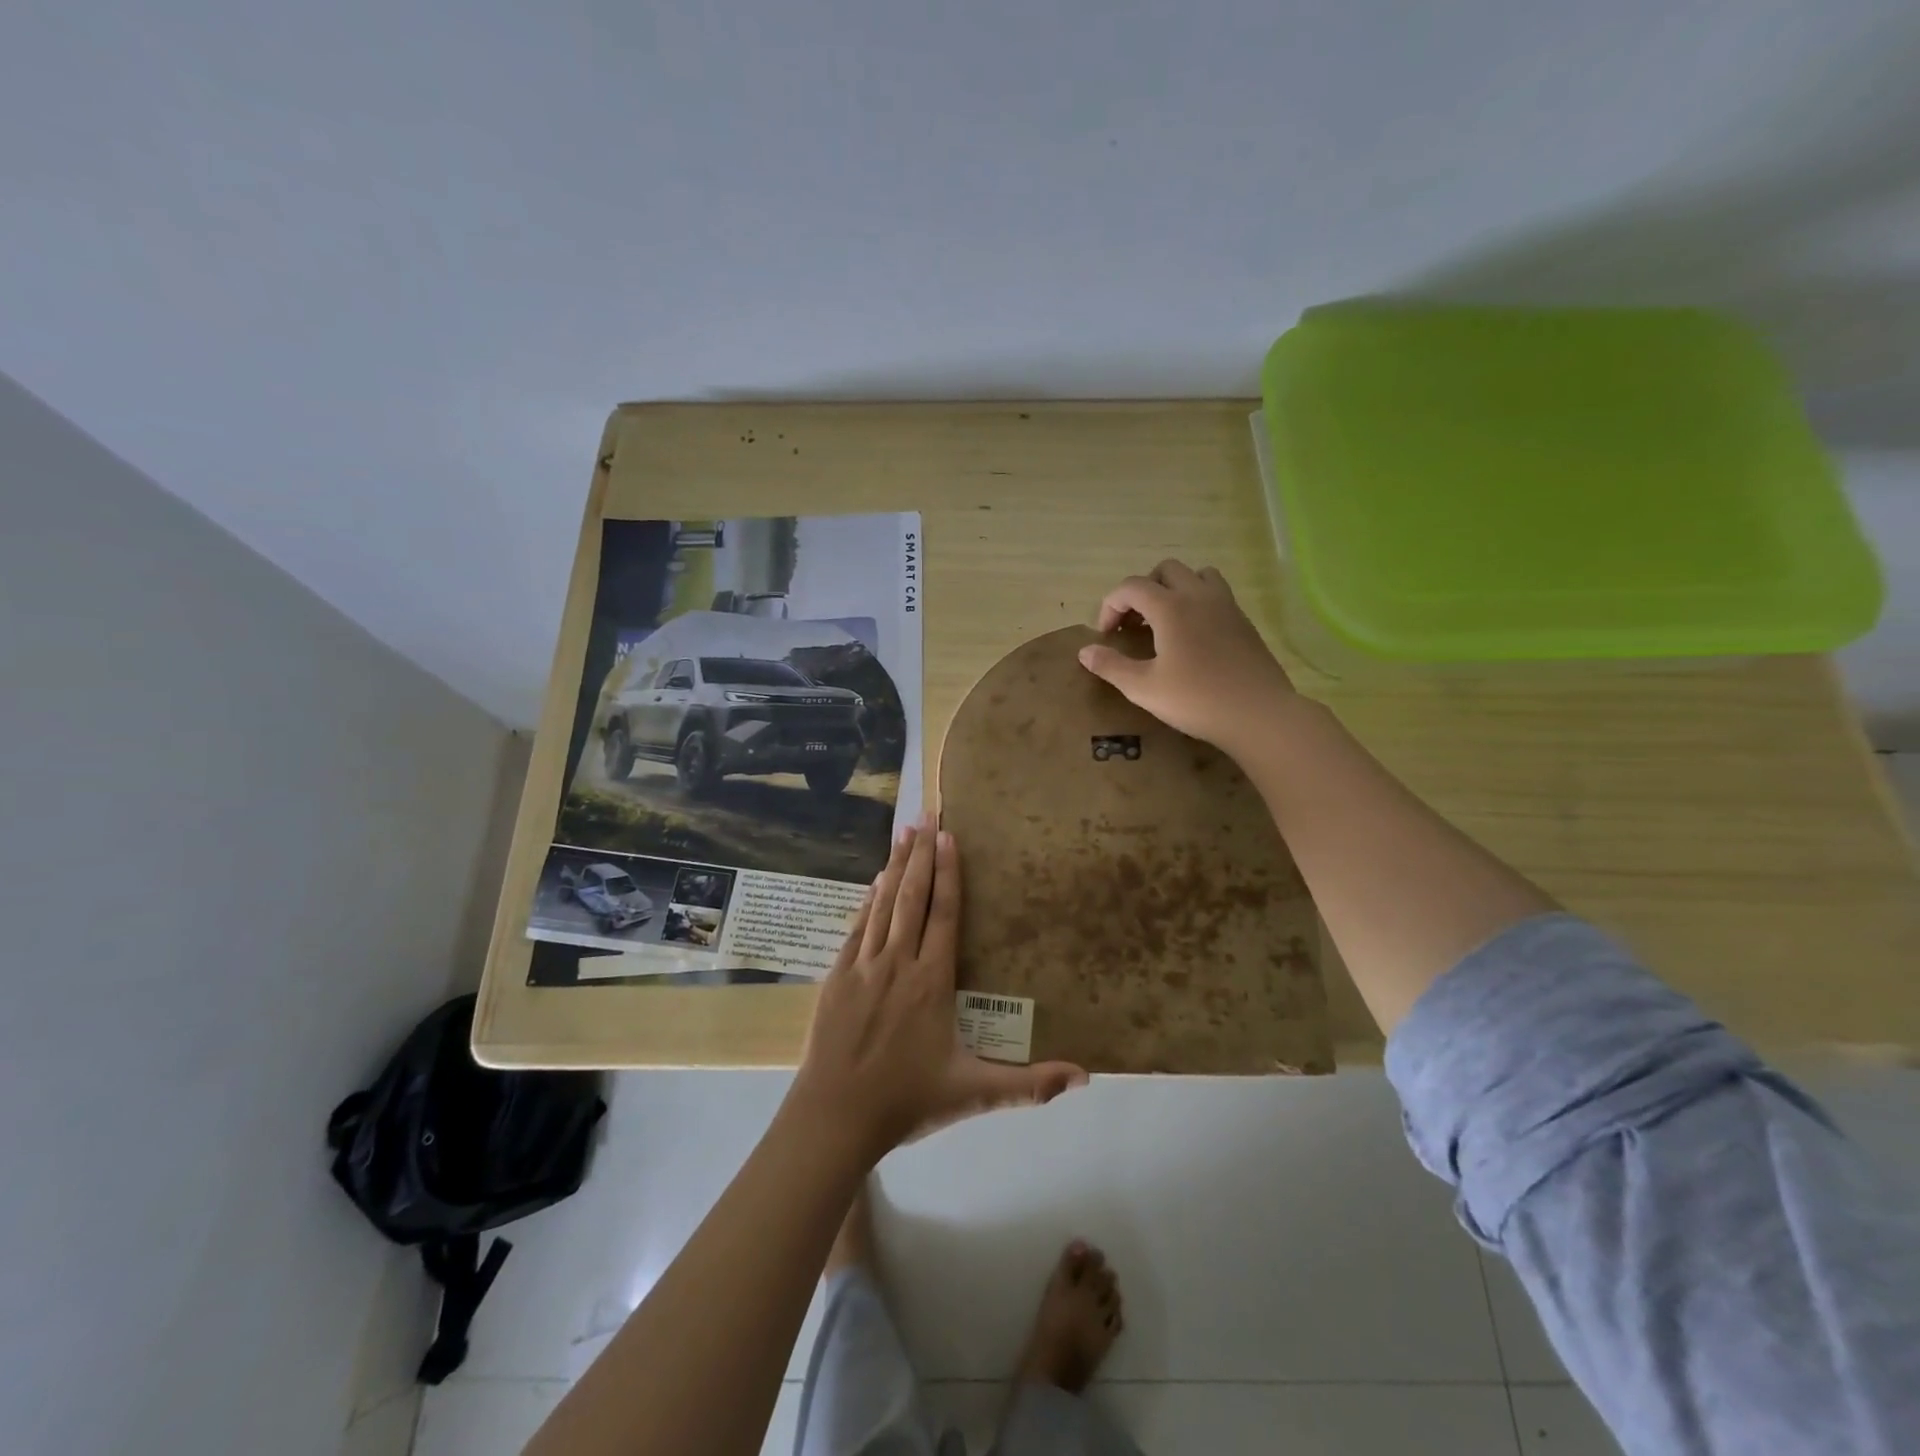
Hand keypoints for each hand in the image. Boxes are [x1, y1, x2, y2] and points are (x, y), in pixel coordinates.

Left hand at [793, 815, 1087, 1163]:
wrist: (834, 1117)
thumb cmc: (906, 1101)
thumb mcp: (973, 1094)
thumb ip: (1029, 1085)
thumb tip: (1084, 1077)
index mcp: (931, 982)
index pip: (943, 914)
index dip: (947, 873)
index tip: (948, 837)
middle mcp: (898, 963)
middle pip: (912, 897)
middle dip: (920, 853)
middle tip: (926, 814)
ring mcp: (863, 966)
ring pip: (882, 904)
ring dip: (894, 866)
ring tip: (902, 832)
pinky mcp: (836, 976)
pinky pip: (857, 927)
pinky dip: (868, 900)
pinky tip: (874, 882)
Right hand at [1078, 560, 1297, 753]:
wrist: (1259, 714)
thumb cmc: (1196, 700)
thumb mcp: (1144, 688)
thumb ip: (1111, 666)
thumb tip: (1085, 652)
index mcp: (1171, 607)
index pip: (1131, 587)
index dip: (1110, 605)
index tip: (1106, 635)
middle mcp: (1199, 596)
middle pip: (1165, 570)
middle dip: (1142, 590)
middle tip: (1134, 623)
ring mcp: (1226, 606)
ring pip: (1197, 575)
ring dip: (1175, 589)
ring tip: (1164, 621)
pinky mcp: (1244, 622)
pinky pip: (1216, 595)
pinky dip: (1197, 603)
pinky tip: (1193, 637)